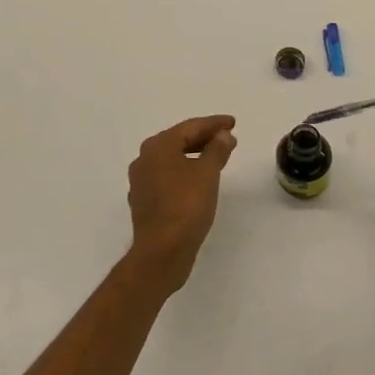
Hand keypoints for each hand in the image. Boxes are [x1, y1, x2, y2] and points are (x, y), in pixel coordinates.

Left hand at [125, 115, 235, 292]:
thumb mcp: (208, 173)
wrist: (162, 252)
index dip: (214, 123)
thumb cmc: (186, 206)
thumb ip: (217, 149)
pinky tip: (198, 181)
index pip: (190, 127)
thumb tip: (223, 135)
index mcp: (158, 146)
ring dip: (195, 156)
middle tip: (228, 138)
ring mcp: (142, 181)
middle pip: (179, 141)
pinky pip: (168, 178)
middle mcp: (144, 159)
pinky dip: (185, 173)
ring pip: (173, 160)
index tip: (233, 123)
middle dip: (205, 138)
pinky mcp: (144, 202)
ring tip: (218, 158)